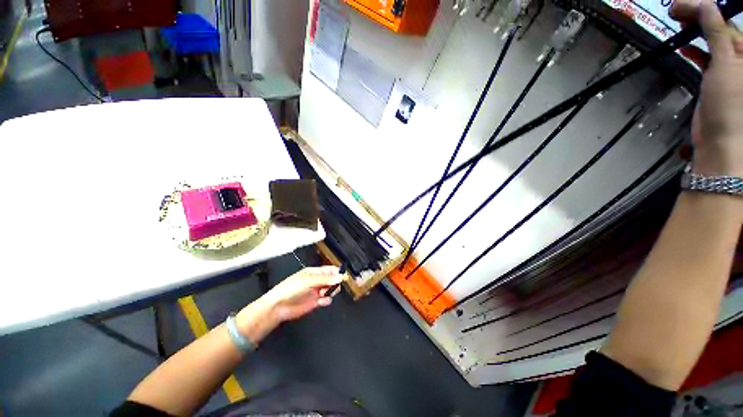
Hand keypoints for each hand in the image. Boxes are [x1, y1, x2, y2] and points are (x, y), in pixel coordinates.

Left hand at [260, 266, 343, 322]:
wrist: (278, 307)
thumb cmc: (291, 288)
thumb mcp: (308, 280)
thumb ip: (325, 279)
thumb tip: (341, 277)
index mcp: (315, 272)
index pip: (330, 269)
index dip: (337, 272)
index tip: (343, 277)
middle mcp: (317, 281)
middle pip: (333, 280)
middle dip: (335, 283)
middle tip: (332, 287)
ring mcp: (317, 291)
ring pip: (331, 290)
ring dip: (331, 292)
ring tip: (324, 294)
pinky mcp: (316, 302)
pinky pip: (327, 300)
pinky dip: (326, 300)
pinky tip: (321, 302)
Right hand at [671, 0, 742, 176]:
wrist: (722, 142)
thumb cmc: (731, 105)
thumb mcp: (726, 64)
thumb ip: (718, 33)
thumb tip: (706, 7)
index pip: (725, 18)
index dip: (704, 7)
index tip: (681, 5)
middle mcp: (740, 54)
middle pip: (719, 25)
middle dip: (698, 15)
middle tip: (675, 10)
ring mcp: (729, 66)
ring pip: (711, 39)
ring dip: (695, 30)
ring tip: (677, 23)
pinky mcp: (717, 78)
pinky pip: (707, 56)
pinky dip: (695, 49)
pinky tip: (685, 45)